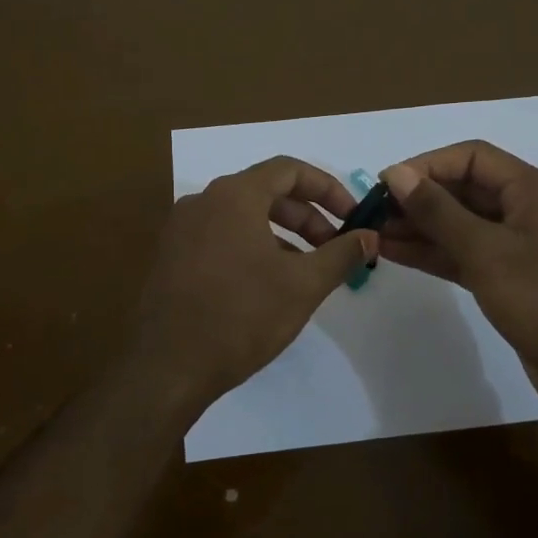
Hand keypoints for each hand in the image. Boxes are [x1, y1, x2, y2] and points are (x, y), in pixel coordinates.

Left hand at [133, 156, 378, 407]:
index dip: (327, 188)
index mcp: (233, 196)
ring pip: (242, 216)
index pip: (289, 170)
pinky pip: (220, 236)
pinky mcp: (170, 257)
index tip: (352, 217)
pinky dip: (251, 247)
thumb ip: (341, 254)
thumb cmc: (242, 317)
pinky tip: (267, 284)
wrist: (167, 367)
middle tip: (333, 248)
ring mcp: (181, 229)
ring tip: (306, 270)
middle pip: (265, 192)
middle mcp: (203, 201)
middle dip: (306, 216)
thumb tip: (369, 236)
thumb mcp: (303, 285)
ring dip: (281, 234)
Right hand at [378, 142, 537, 415]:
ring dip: (420, 227)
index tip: (386, 183)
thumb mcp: (486, 251)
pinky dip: (434, 252)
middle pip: (465, 189)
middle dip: (419, 198)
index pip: (472, 158)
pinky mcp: (510, 279)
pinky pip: (465, 254)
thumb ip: (438, 211)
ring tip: (374, 232)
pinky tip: (396, 253)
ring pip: (461, 225)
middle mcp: (527, 210)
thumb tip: (396, 174)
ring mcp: (519, 247)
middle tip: (374, 211)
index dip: (427, 165)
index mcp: (533, 190)